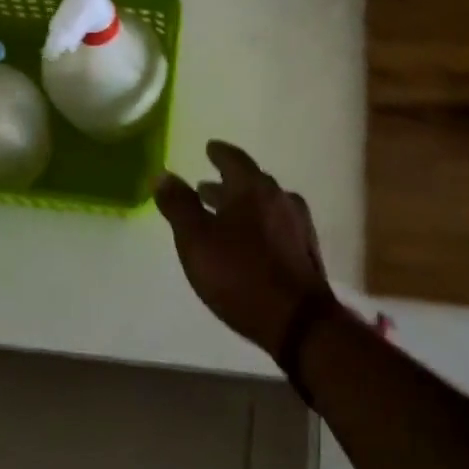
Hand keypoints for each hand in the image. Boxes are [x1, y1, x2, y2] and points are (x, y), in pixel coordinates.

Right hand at [154, 142, 333, 353]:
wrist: (297, 319)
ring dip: (242, 205)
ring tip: (223, 215)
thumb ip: (179, 205)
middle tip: (205, 187)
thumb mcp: (196, 240)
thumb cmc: (240, 274)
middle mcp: (280, 198)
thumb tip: (163, 174)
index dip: (219, 153)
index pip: (234, 159)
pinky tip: (250, 241)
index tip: (209, 148)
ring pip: (264, 205)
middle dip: (227, 183)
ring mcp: (298, 224)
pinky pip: (276, 225)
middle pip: (251, 182)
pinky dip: (258, 224)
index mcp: (253, 188)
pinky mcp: (305, 251)